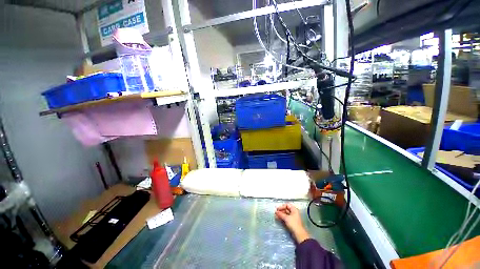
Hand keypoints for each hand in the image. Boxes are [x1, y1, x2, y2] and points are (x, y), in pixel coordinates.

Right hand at [275, 203, 309, 243]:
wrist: (299, 234)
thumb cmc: (293, 224)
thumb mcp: (286, 218)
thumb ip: (280, 214)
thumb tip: (276, 212)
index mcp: (294, 210)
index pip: (287, 205)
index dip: (282, 206)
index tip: (277, 209)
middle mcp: (294, 212)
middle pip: (286, 209)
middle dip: (281, 211)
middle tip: (276, 213)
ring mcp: (293, 217)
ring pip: (286, 214)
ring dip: (281, 214)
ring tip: (276, 216)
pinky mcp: (292, 222)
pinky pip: (286, 218)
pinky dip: (282, 218)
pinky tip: (278, 219)